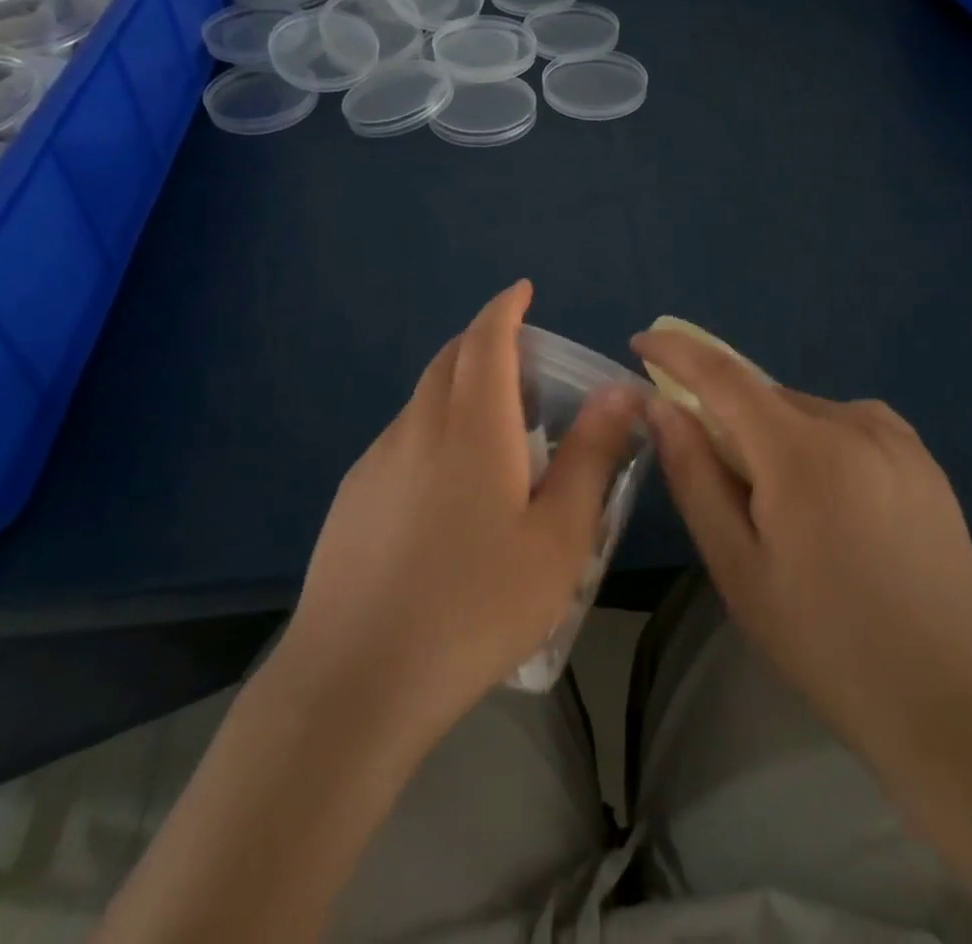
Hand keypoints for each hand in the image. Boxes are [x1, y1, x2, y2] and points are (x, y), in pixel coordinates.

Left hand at [279, 281, 642, 745]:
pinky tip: (447, 489)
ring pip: (423, 399)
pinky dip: (433, 428)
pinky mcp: (353, 495)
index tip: (522, 291)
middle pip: (450, 360)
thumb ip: (590, 456)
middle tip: (524, 367)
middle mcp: (418, 426)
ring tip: (496, 432)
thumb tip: (619, 392)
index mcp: (472, 426)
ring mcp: (377, 460)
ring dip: (459, 388)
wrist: (356, 680)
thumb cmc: (475, 607)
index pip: (486, 339)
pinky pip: (402, 437)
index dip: (505, 308)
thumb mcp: (558, 538)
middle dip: (485, 342)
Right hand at [631, 329, 971, 764]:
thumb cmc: (822, 639)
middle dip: (729, 419)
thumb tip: (660, 406)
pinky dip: (819, 443)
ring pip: (805, 412)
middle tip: (723, 484)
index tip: (642, 342)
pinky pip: (848, 425)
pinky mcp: (922, 457)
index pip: (722, 376)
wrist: (944, 697)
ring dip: (776, 436)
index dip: (677, 351)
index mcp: (800, 452)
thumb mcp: (736, 565)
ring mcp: (895, 437)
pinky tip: (832, 502)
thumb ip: (694, 475)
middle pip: (765, 397)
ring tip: (786, 510)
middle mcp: (851, 423)